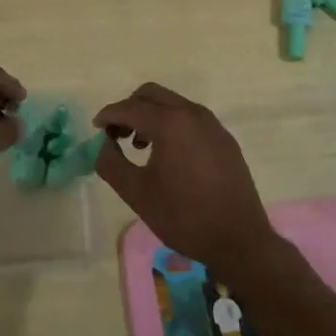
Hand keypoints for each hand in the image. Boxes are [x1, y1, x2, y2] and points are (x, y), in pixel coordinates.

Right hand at [92, 83, 279, 278]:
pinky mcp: (224, 138)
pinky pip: (190, 118)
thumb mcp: (137, 194)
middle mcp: (192, 114)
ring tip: (140, 146)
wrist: (240, 240)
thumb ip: (111, 163)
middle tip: (117, 135)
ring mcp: (212, 124)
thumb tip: (103, 145)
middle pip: (152, 94)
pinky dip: (172, 124)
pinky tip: (168, 155)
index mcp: (170, 123)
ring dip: (151, 115)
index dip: (109, 115)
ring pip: (173, 104)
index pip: (130, 108)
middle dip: (130, 109)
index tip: (96, 128)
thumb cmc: (184, 217)